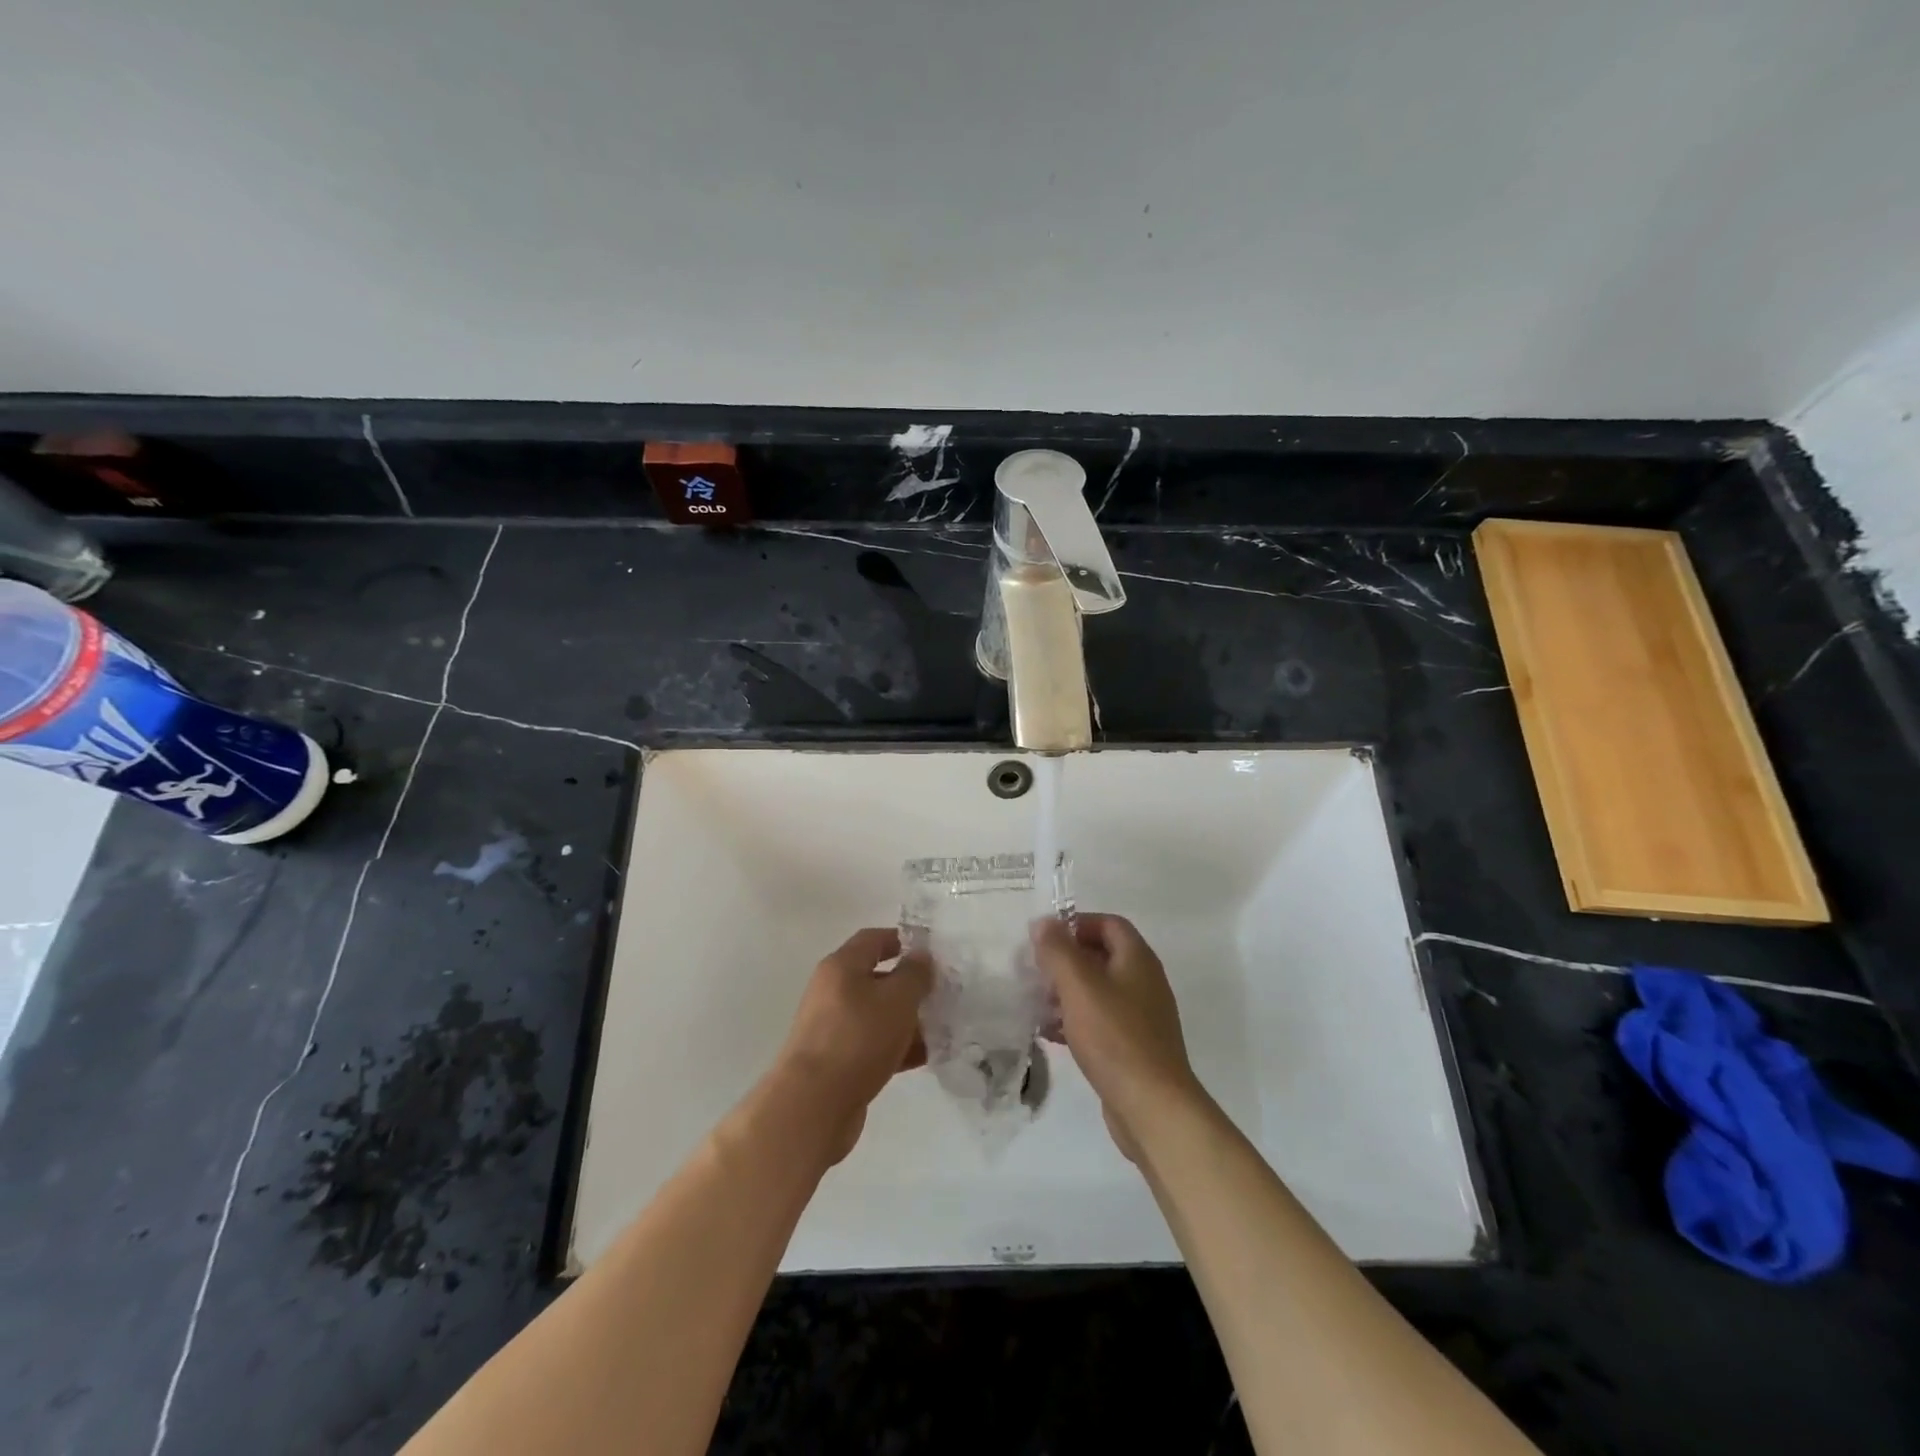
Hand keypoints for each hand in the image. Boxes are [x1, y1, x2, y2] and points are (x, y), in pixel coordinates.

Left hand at [769, 927, 931, 1163]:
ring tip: (942, 1028)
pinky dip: (898, 1047)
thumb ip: (915, 974)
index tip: (933, 953)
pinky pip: (873, 1044)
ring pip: (878, 1014)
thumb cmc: (858, 1038)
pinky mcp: (838, 1061)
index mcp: (841, 966)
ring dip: (908, 1019)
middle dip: (911, 985)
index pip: (874, 939)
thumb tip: (921, 957)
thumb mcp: (897, 999)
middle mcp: (833, 991)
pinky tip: (926, 1056)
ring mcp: (833, 1028)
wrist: (814, 1105)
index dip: (903, 940)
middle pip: (877, 978)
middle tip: (943, 993)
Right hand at [1031, 914, 1201, 1161]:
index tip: (1044, 938)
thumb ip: (1058, 950)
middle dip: (1066, 960)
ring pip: (1098, 991)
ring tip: (1036, 1003)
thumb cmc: (1115, 1037)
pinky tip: (1050, 1033)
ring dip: (1066, 992)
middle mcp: (1143, 982)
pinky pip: (1100, 1022)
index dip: (1076, 924)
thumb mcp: (1079, 986)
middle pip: (1102, 956)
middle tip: (1034, 971)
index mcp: (1137, 959)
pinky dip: (1075, 1020)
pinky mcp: (1132, 1047)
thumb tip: (1043, 922)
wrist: (1152, 1107)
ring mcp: (1140, 1017)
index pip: (1108, 924)